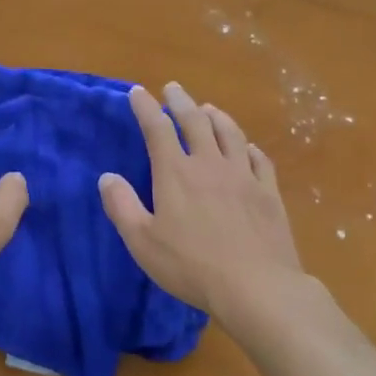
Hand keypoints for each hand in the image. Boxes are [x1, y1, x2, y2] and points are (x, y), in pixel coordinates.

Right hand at [99, 81, 303, 318]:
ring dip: (216, 116)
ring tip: (208, 108)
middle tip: (173, 88)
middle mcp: (210, 164)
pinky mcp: (268, 193)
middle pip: (195, 122)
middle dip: (181, 102)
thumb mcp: (142, 242)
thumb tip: (107, 177)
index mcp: (176, 173)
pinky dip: (248, 146)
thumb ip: (122, 207)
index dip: (146, 107)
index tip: (138, 92)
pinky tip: (247, 147)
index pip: (157, 129)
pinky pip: (259, 159)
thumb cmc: (191, 266)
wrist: (256, 287)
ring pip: (230, 133)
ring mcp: (243, 176)